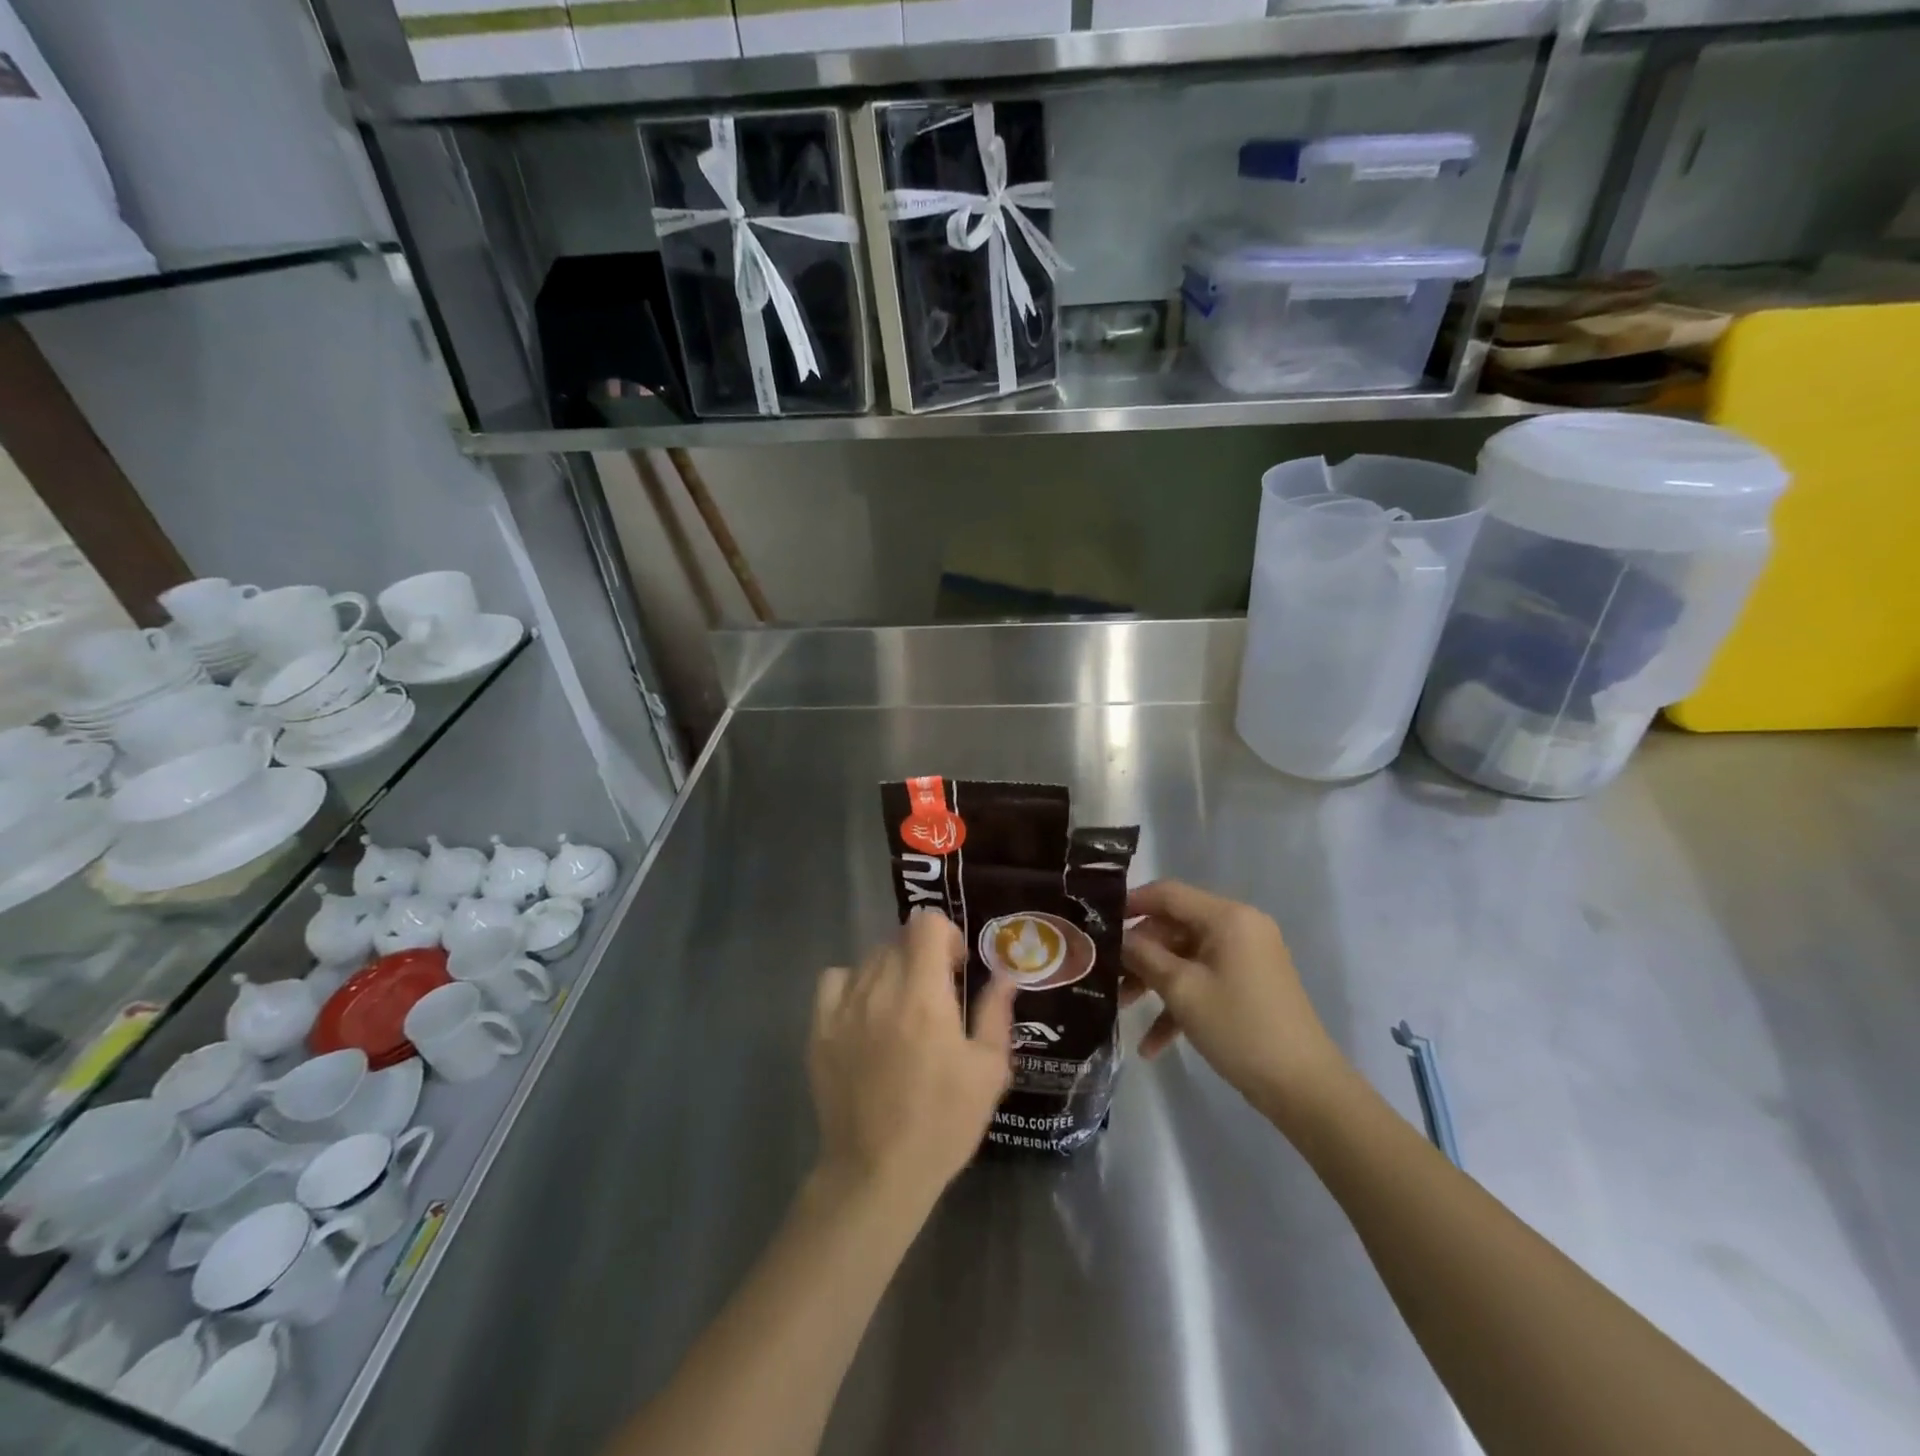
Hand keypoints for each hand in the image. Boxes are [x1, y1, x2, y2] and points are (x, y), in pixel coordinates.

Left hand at [809, 910, 1016, 1209]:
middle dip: (923, 956)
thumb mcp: (988, 1070)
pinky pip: (835, 980)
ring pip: (870, 958)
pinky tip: (866, 1012)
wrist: (877, 1172)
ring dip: (892, 969)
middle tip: (936, 994)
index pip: (925, 924)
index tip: (957, 968)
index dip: (946, 935)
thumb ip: (995, 1012)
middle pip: (899, 939)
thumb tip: (1005, 974)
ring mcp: (844, 1007)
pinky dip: (854, 983)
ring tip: (902, 1007)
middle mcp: (880, 989)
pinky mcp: (819, 1028)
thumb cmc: (943, 1122)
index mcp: (924, 995)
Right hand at [1122, 881, 1346, 1120]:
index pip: (1168, 893)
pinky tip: (1152, 1045)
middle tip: (1105, 974)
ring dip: (1154, 980)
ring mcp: (1245, 957)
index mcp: (1227, 917)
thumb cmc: (1240, 1027)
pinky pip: (1204, 981)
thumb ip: (1144, 956)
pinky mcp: (1247, 985)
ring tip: (1120, 1008)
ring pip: (1185, 957)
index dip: (1130, 903)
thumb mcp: (1182, 990)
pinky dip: (1179, 1004)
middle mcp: (1239, 928)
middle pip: (1174, 926)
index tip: (1097, 922)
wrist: (1304, 1088)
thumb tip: (1116, 939)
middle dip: (1139, 952)